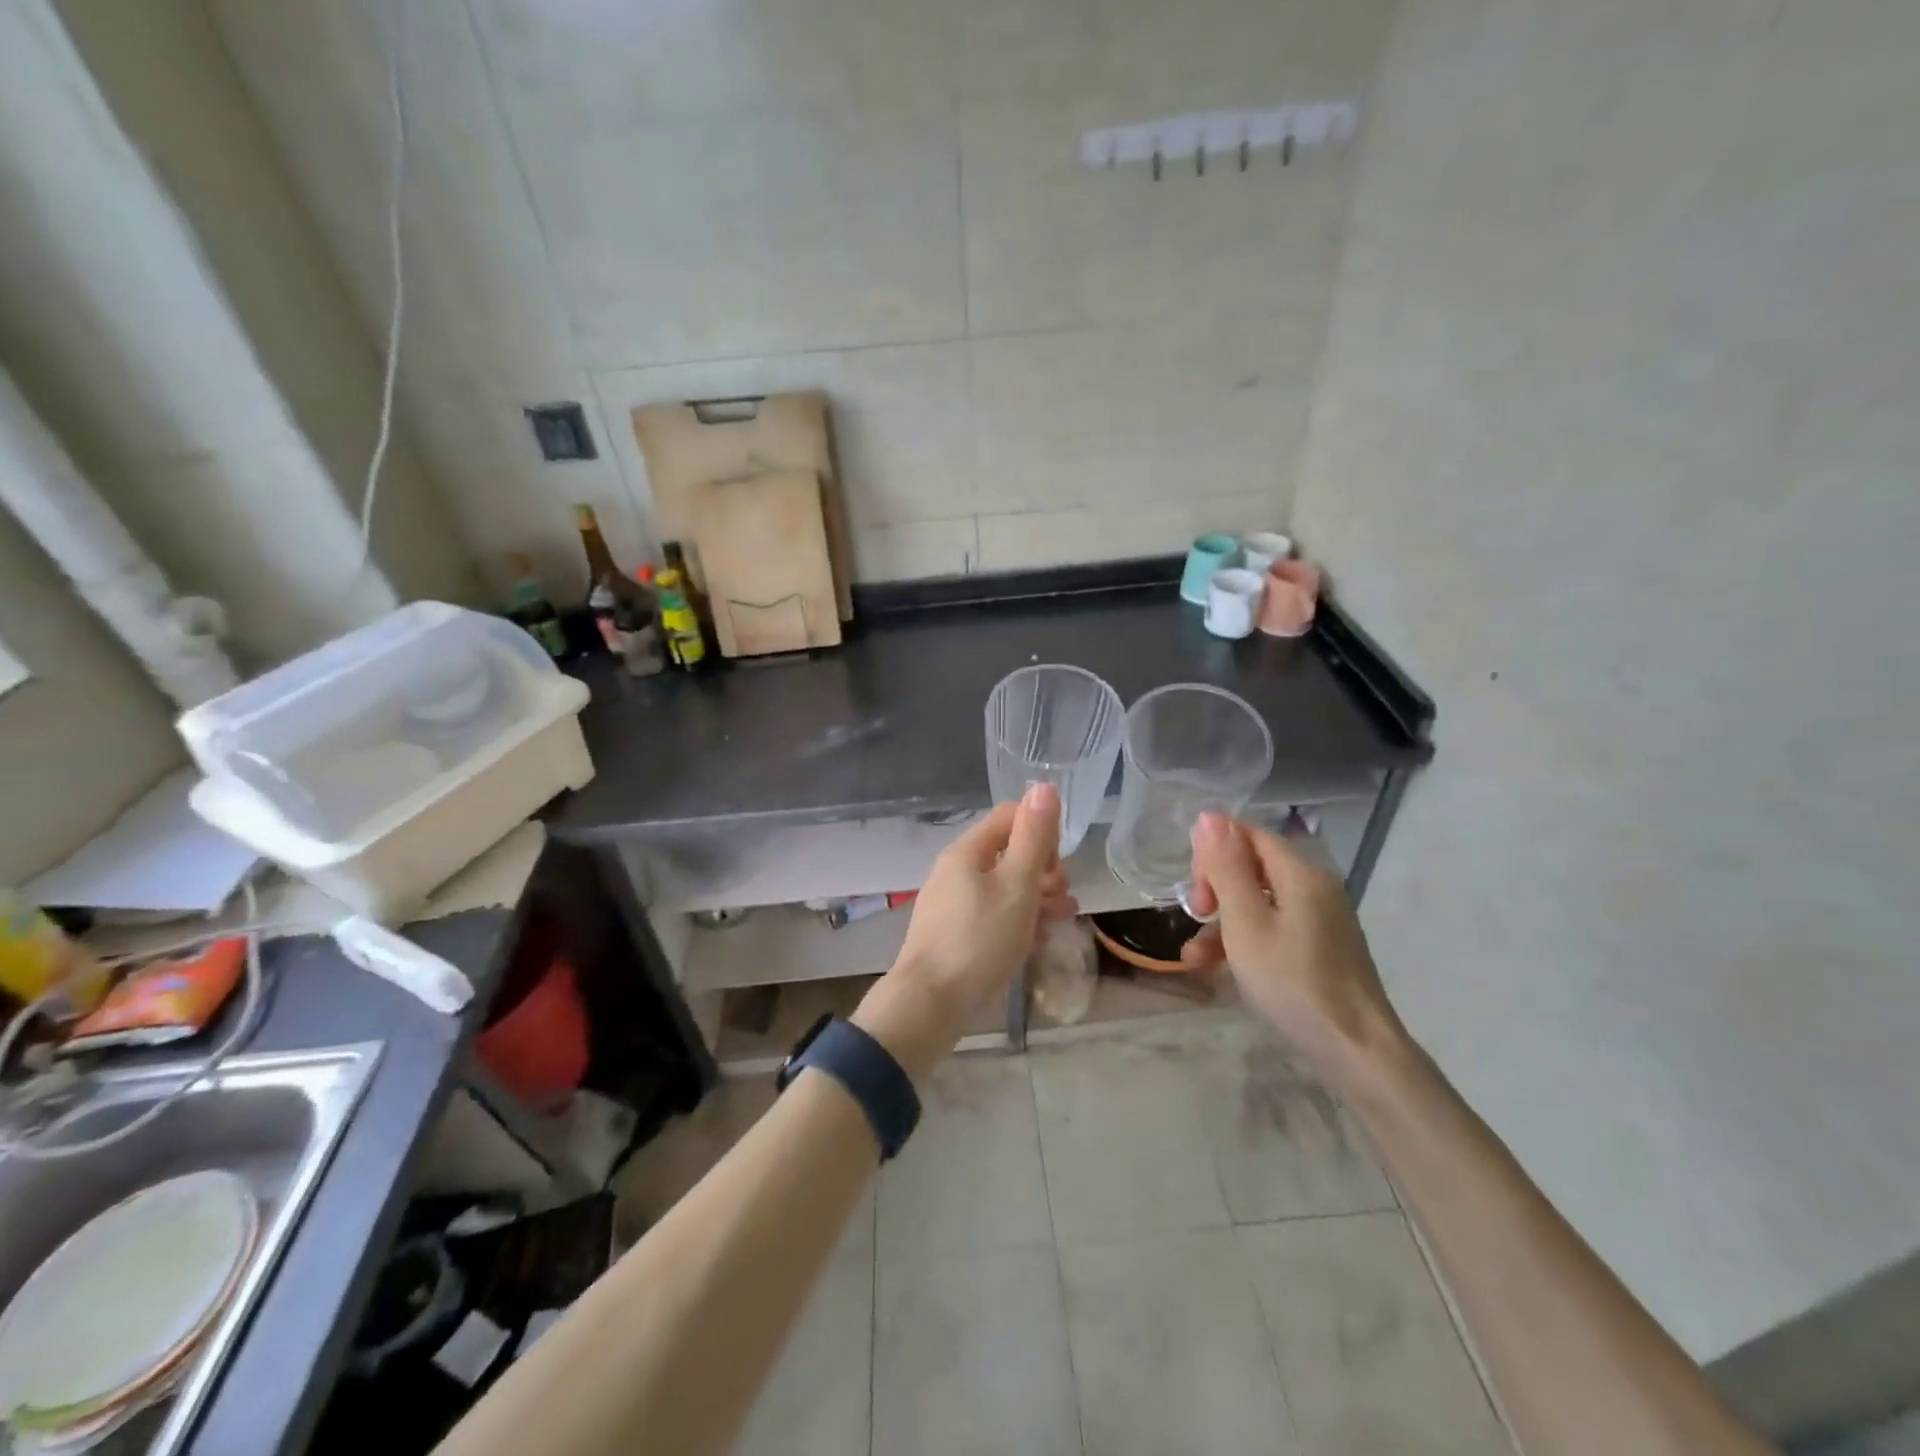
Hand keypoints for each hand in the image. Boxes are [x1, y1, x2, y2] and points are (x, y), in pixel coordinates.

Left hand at [853, 783, 1076, 1079]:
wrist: (930, 1004)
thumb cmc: (979, 940)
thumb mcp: (1017, 886)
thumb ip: (1033, 837)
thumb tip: (1044, 786)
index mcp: (968, 851)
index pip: (1010, 817)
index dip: (1041, 833)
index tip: (1059, 865)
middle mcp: (956, 870)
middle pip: (1008, 853)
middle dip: (1043, 869)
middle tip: (1064, 897)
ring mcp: (952, 903)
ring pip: (1003, 887)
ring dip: (1037, 897)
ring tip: (1063, 918)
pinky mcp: (954, 934)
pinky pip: (992, 915)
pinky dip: (1017, 920)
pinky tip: (1036, 942)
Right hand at [1181, 813, 1411, 1091]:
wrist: (1357, 1051)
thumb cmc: (1293, 982)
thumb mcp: (1246, 923)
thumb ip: (1226, 868)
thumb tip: (1209, 815)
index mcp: (1300, 873)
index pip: (1247, 836)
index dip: (1213, 854)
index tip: (1195, 892)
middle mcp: (1314, 887)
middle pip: (1251, 867)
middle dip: (1215, 889)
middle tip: (1196, 918)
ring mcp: (1320, 919)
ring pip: (1258, 903)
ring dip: (1222, 924)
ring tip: (1195, 959)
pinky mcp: (1321, 948)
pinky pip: (1273, 928)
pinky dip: (1244, 942)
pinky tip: (1220, 970)